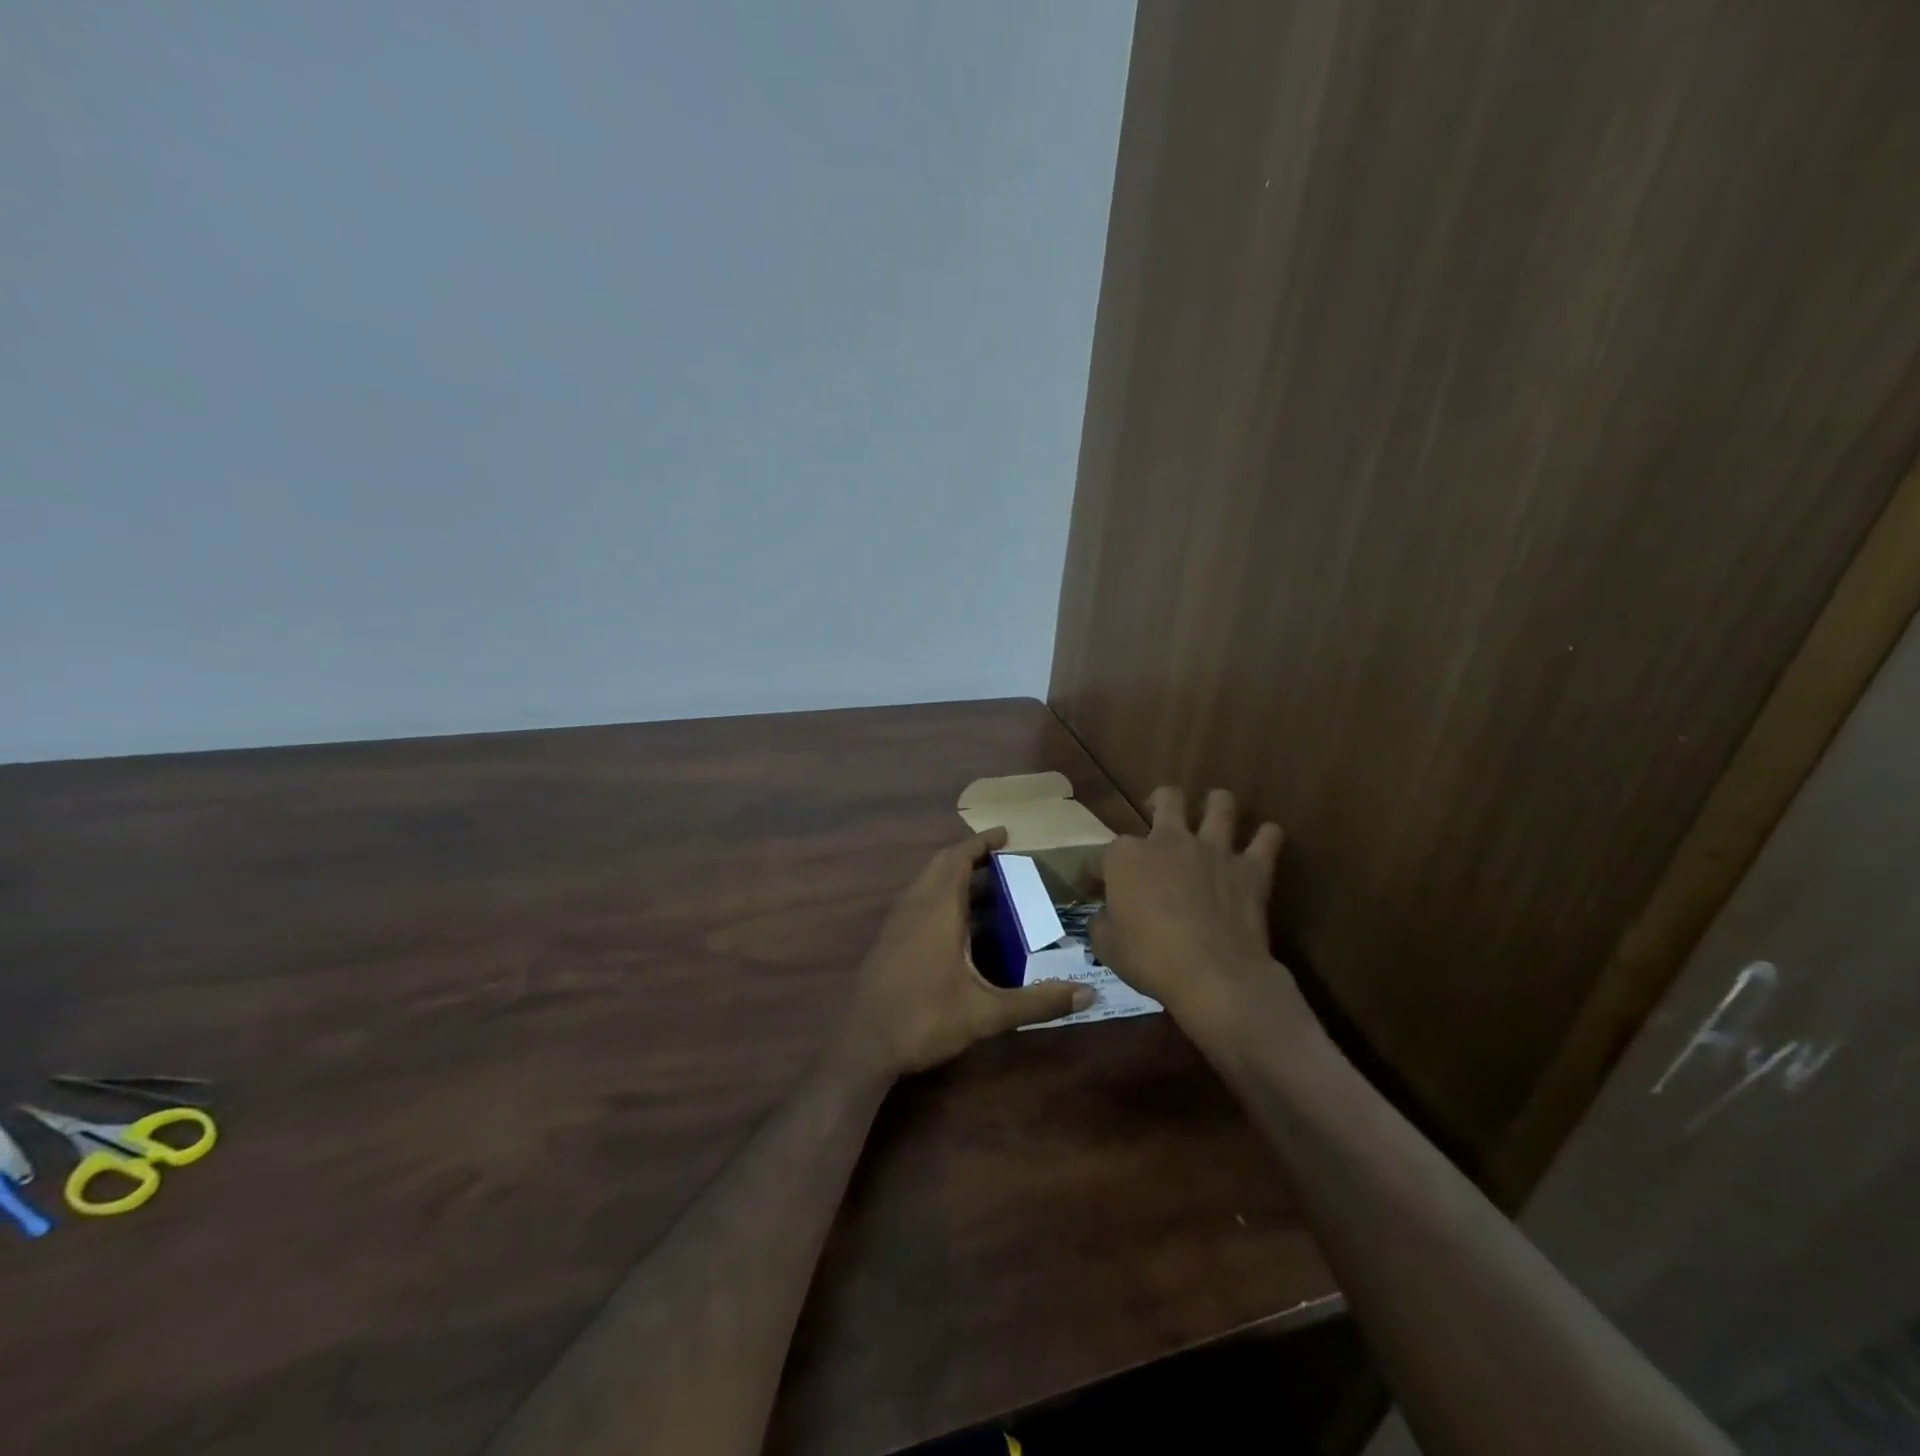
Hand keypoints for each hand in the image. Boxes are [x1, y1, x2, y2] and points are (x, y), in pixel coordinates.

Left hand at [833, 828, 1092, 1078]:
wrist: (862, 1045)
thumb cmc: (924, 1019)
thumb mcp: (986, 1013)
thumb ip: (1037, 1001)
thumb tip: (1088, 993)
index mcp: (937, 909)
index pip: (959, 858)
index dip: (981, 843)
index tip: (1006, 833)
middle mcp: (915, 906)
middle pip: (942, 864)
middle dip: (971, 856)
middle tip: (1005, 860)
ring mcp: (897, 922)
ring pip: (927, 882)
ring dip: (955, 876)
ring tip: (991, 889)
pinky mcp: (889, 939)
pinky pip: (918, 900)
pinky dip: (941, 895)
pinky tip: (962, 925)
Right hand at [1090, 787, 1316, 1059]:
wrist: (1213, 975)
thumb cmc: (1150, 959)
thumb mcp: (1106, 946)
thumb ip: (1102, 922)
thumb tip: (1105, 914)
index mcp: (1126, 857)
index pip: (1100, 855)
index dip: (1093, 872)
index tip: (1092, 887)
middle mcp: (1169, 841)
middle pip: (1166, 799)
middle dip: (1159, 801)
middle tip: (1157, 816)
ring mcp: (1213, 850)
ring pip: (1221, 803)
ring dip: (1217, 805)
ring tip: (1213, 814)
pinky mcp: (1251, 869)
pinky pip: (1268, 838)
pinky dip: (1266, 837)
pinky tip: (1263, 841)